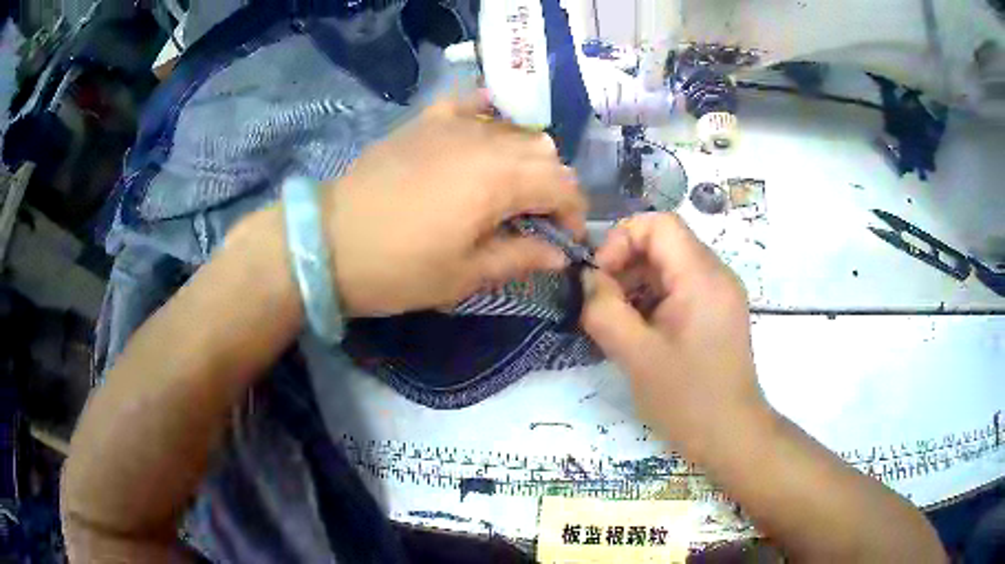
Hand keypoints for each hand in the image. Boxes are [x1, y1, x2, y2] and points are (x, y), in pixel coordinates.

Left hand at [323, 91, 585, 316]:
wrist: (327, 243)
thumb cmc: (398, 268)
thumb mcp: (464, 275)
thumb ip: (520, 258)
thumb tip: (558, 255)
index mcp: (501, 179)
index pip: (563, 185)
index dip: (574, 215)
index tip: (565, 242)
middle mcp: (486, 140)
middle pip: (544, 153)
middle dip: (552, 188)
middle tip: (534, 222)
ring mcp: (453, 124)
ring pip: (515, 128)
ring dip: (526, 158)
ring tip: (510, 189)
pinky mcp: (426, 120)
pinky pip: (470, 103)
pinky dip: (488, 115)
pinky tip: (486, 132)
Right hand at [581, 213, 767, 460]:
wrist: (731, 435)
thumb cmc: (687, 398)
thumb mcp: (636, 355)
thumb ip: (604, 310)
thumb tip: (588, 279)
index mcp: (701, 277)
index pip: (658, 224)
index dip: (621, 240)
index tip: (600, 278)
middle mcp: (716, 275)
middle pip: (664, 243)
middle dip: (626, 265)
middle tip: (602, 304)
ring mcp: (720, 293)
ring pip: (670, 266)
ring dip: (638, 284)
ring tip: (619, 322)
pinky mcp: (718, 311)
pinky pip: (681, 287)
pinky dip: (654, 299)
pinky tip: (640, 332)